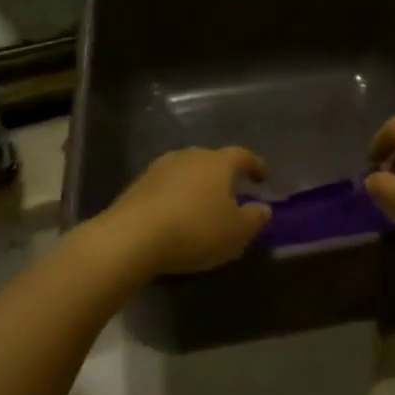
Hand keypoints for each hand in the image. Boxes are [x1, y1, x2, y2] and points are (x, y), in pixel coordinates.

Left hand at [104, 147, 271, 275]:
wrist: (131, 238)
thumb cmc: (195, 230)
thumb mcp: (237, 232)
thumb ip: (255, 218)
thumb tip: (263, 208)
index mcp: (218, 163)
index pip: (243, 156)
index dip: (256, 166)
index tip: (264, 177)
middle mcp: (190, 156)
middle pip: (212, 160)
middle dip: (223, 175)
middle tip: (232, 193)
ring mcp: (159, 169)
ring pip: (186, 172)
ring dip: (197, 186)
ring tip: (202, 206)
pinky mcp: (137, 186)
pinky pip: (166, 187)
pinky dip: (175, 198)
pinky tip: (176, 216)